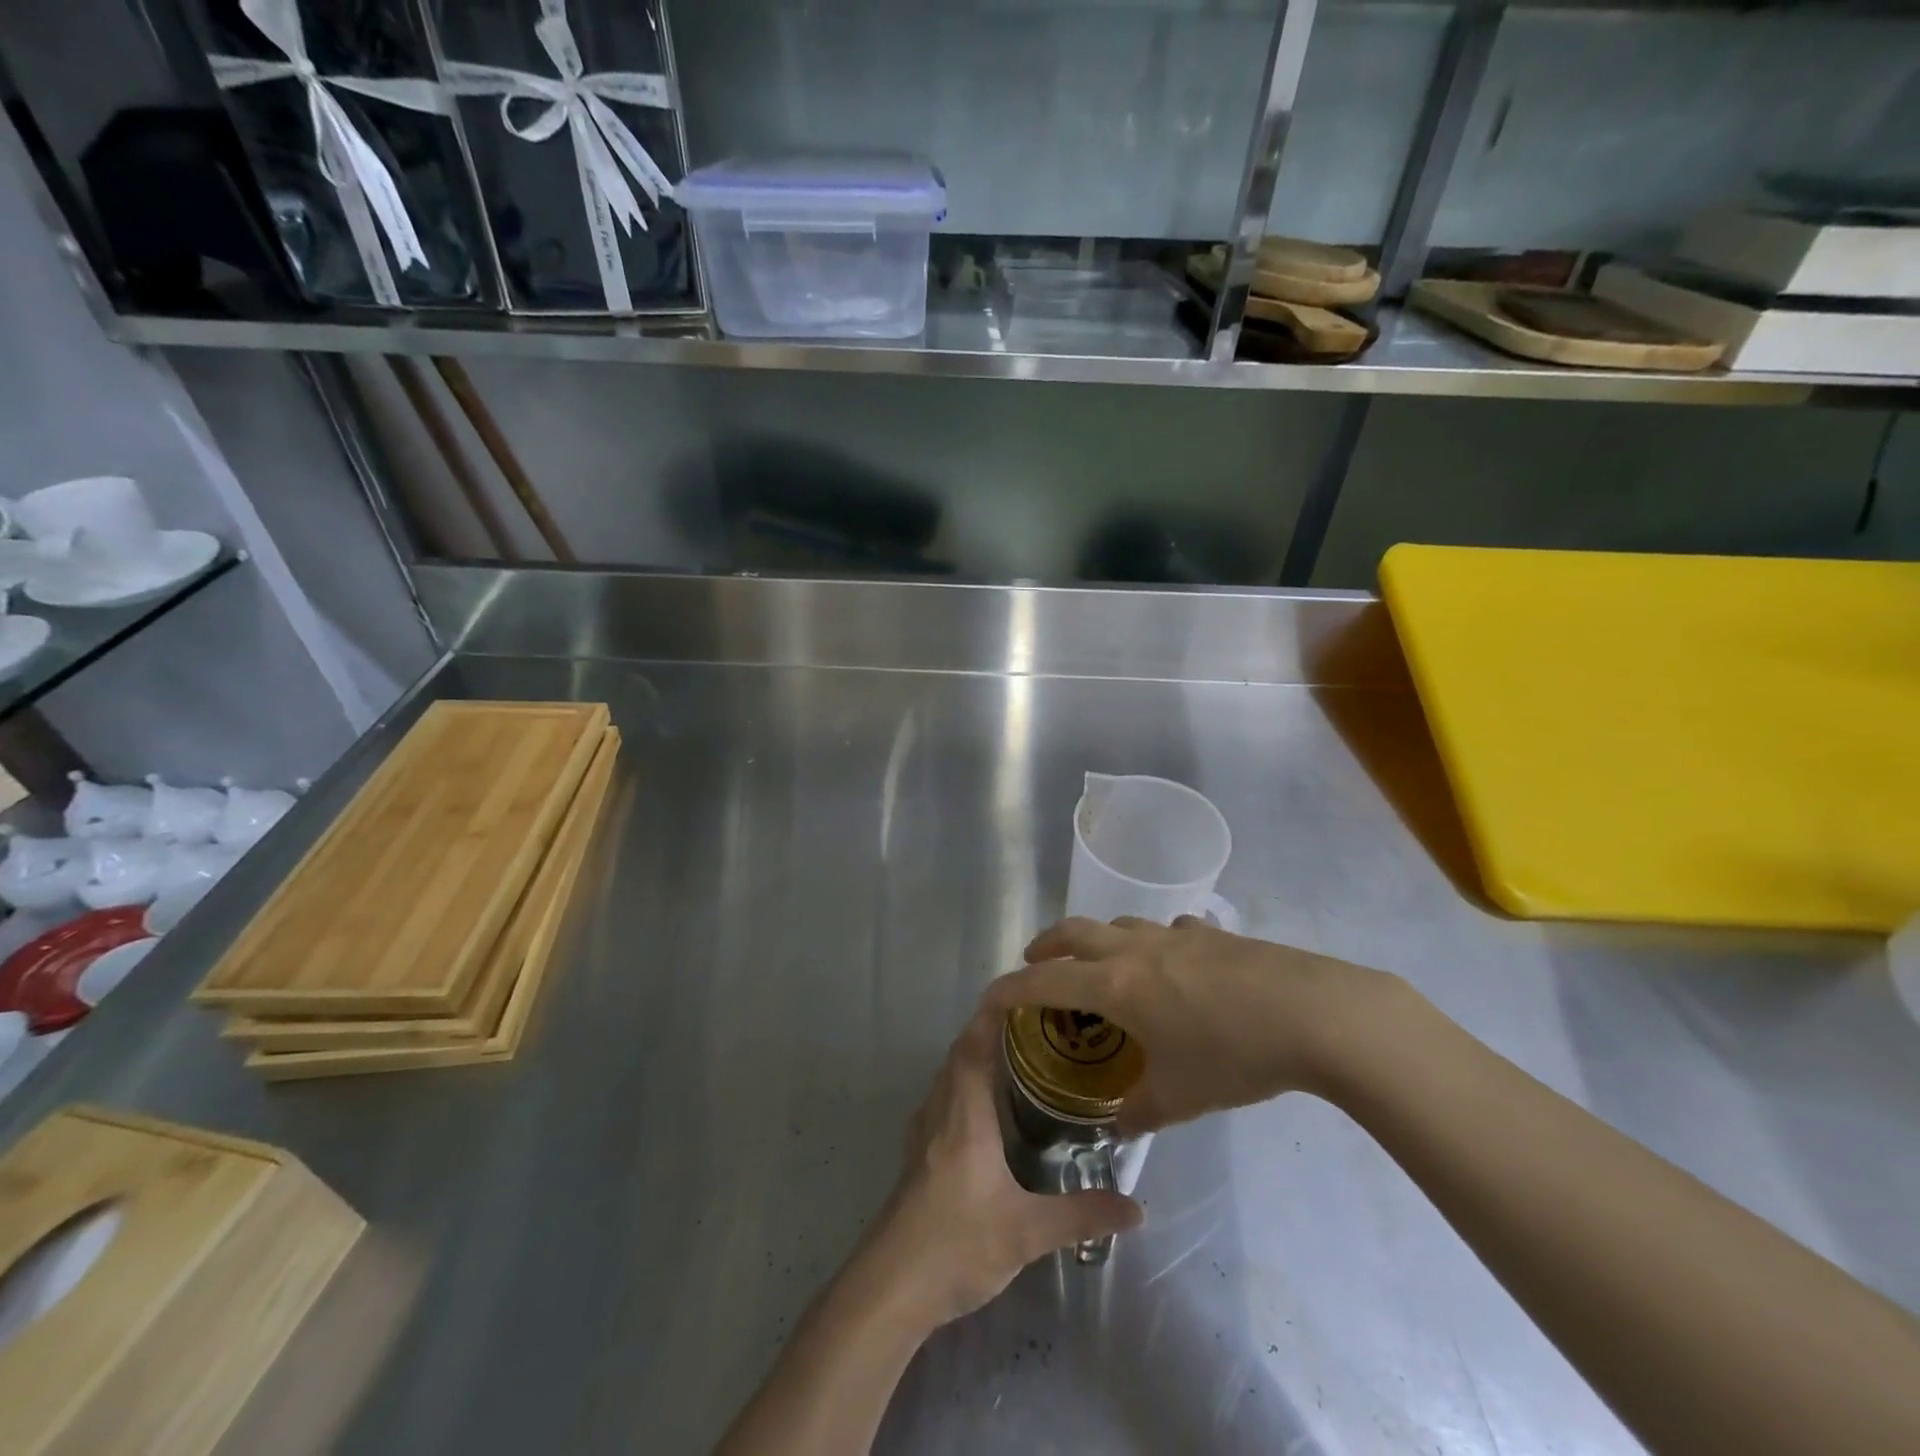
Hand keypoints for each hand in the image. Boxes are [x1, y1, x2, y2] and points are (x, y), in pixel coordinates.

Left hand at [858, 1010, 1142, 1330]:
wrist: (890, 1288)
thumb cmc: (957, 1244)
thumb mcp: (1026, 1232)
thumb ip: (1081, 1215)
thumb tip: (1136, 1207)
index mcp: (964, 1115)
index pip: (973, 1046)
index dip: (991, 1016)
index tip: (1019, 993)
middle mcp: (939, 1112)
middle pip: (958, 1055)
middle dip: (988, 1032)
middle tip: (1031, 1025)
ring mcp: (923, 1134)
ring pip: (947, 1077)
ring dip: (973, 1057)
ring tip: (1013, 1056)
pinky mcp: (917, 1157)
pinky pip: (941, 1100)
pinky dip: (962, 1086)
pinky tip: (985, 1110)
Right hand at [980, 916, 1387, 1135]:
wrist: (1313, 1013)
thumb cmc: (1234, 1054)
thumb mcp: (1181, 1096)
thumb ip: (1139, 1112)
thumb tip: (1117, 1127)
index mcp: (1117, 984)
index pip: (1044, 980)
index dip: (1010, 988)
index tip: (988, 998)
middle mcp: (1136, 948)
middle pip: (1074, 931)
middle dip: (1046, 945)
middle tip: (1034, 963)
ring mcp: (1174, 934)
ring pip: (1118, 924)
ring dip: (1097, 939)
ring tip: (1100, 965)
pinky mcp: (1211, 933)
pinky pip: (1165, 930)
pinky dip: (1150, 943)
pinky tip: (1170, 965)